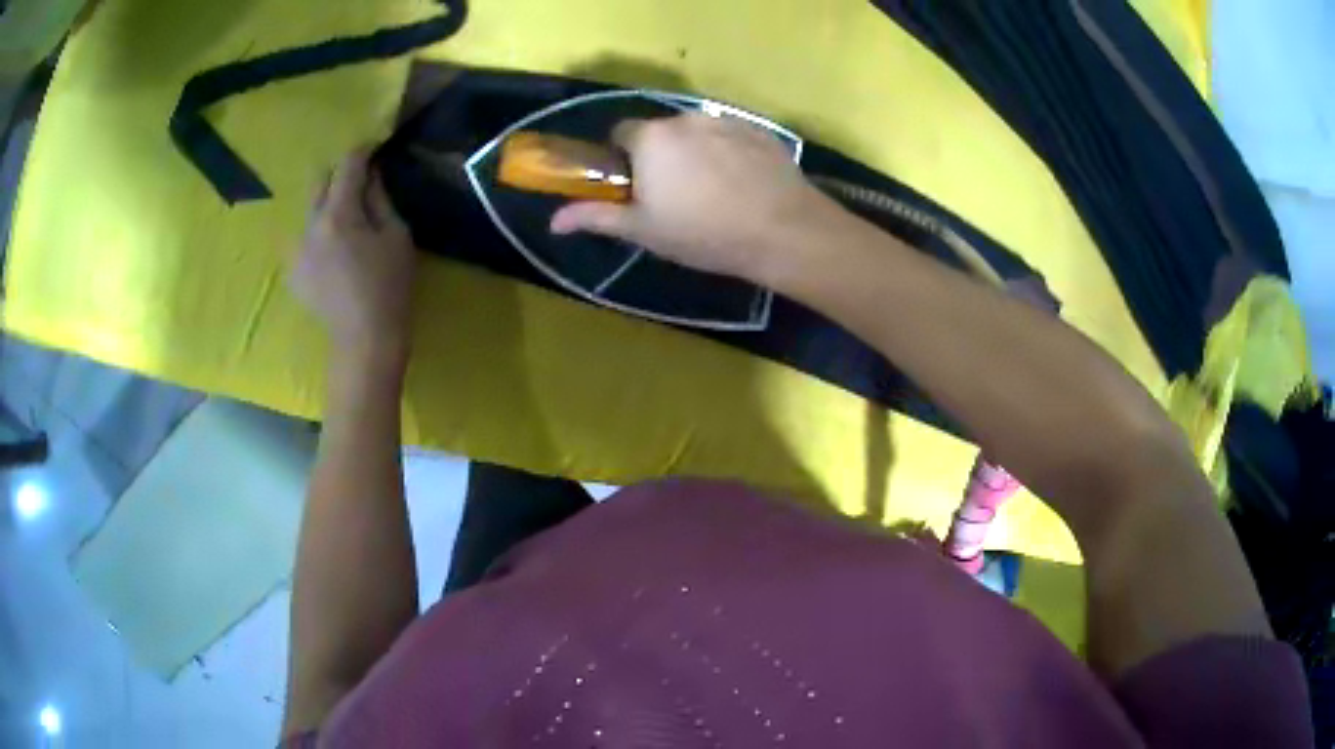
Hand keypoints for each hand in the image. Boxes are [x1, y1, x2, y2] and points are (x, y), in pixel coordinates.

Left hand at [292, 149, 416, 368]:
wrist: (364, 341)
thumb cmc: (389, 288)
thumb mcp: (397, 237)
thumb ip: (380, 200)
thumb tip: (371, 176)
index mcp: (339, 215)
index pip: (347, 166)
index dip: (362, 151)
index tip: (374, 146)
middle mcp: (310, 226)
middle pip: (319, 181)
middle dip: (339, 175)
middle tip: (360, 184)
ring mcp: (297, 250)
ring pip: (309, 209)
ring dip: (328, 204)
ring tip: (347, 220)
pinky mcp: (293, 271)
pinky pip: (303, 237)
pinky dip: (319, 232)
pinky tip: (334, 251)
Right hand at [549, 113, 840, 284]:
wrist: (782, 230)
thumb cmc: (703, 232)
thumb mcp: (643, 230)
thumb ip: (595, 217)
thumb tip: (553, 222)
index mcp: (651, 138)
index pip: (620, 133)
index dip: (622, 160)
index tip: (634, 187)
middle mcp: (685, 119)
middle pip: (660, 133)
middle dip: (660, 157)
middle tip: (674, 196)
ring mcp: (726, 121)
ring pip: (697, 134)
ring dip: (695, 153)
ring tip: (713, 193)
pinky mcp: (759, 131)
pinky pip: (731, 137)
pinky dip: (728, 154)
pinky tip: (742, 185)